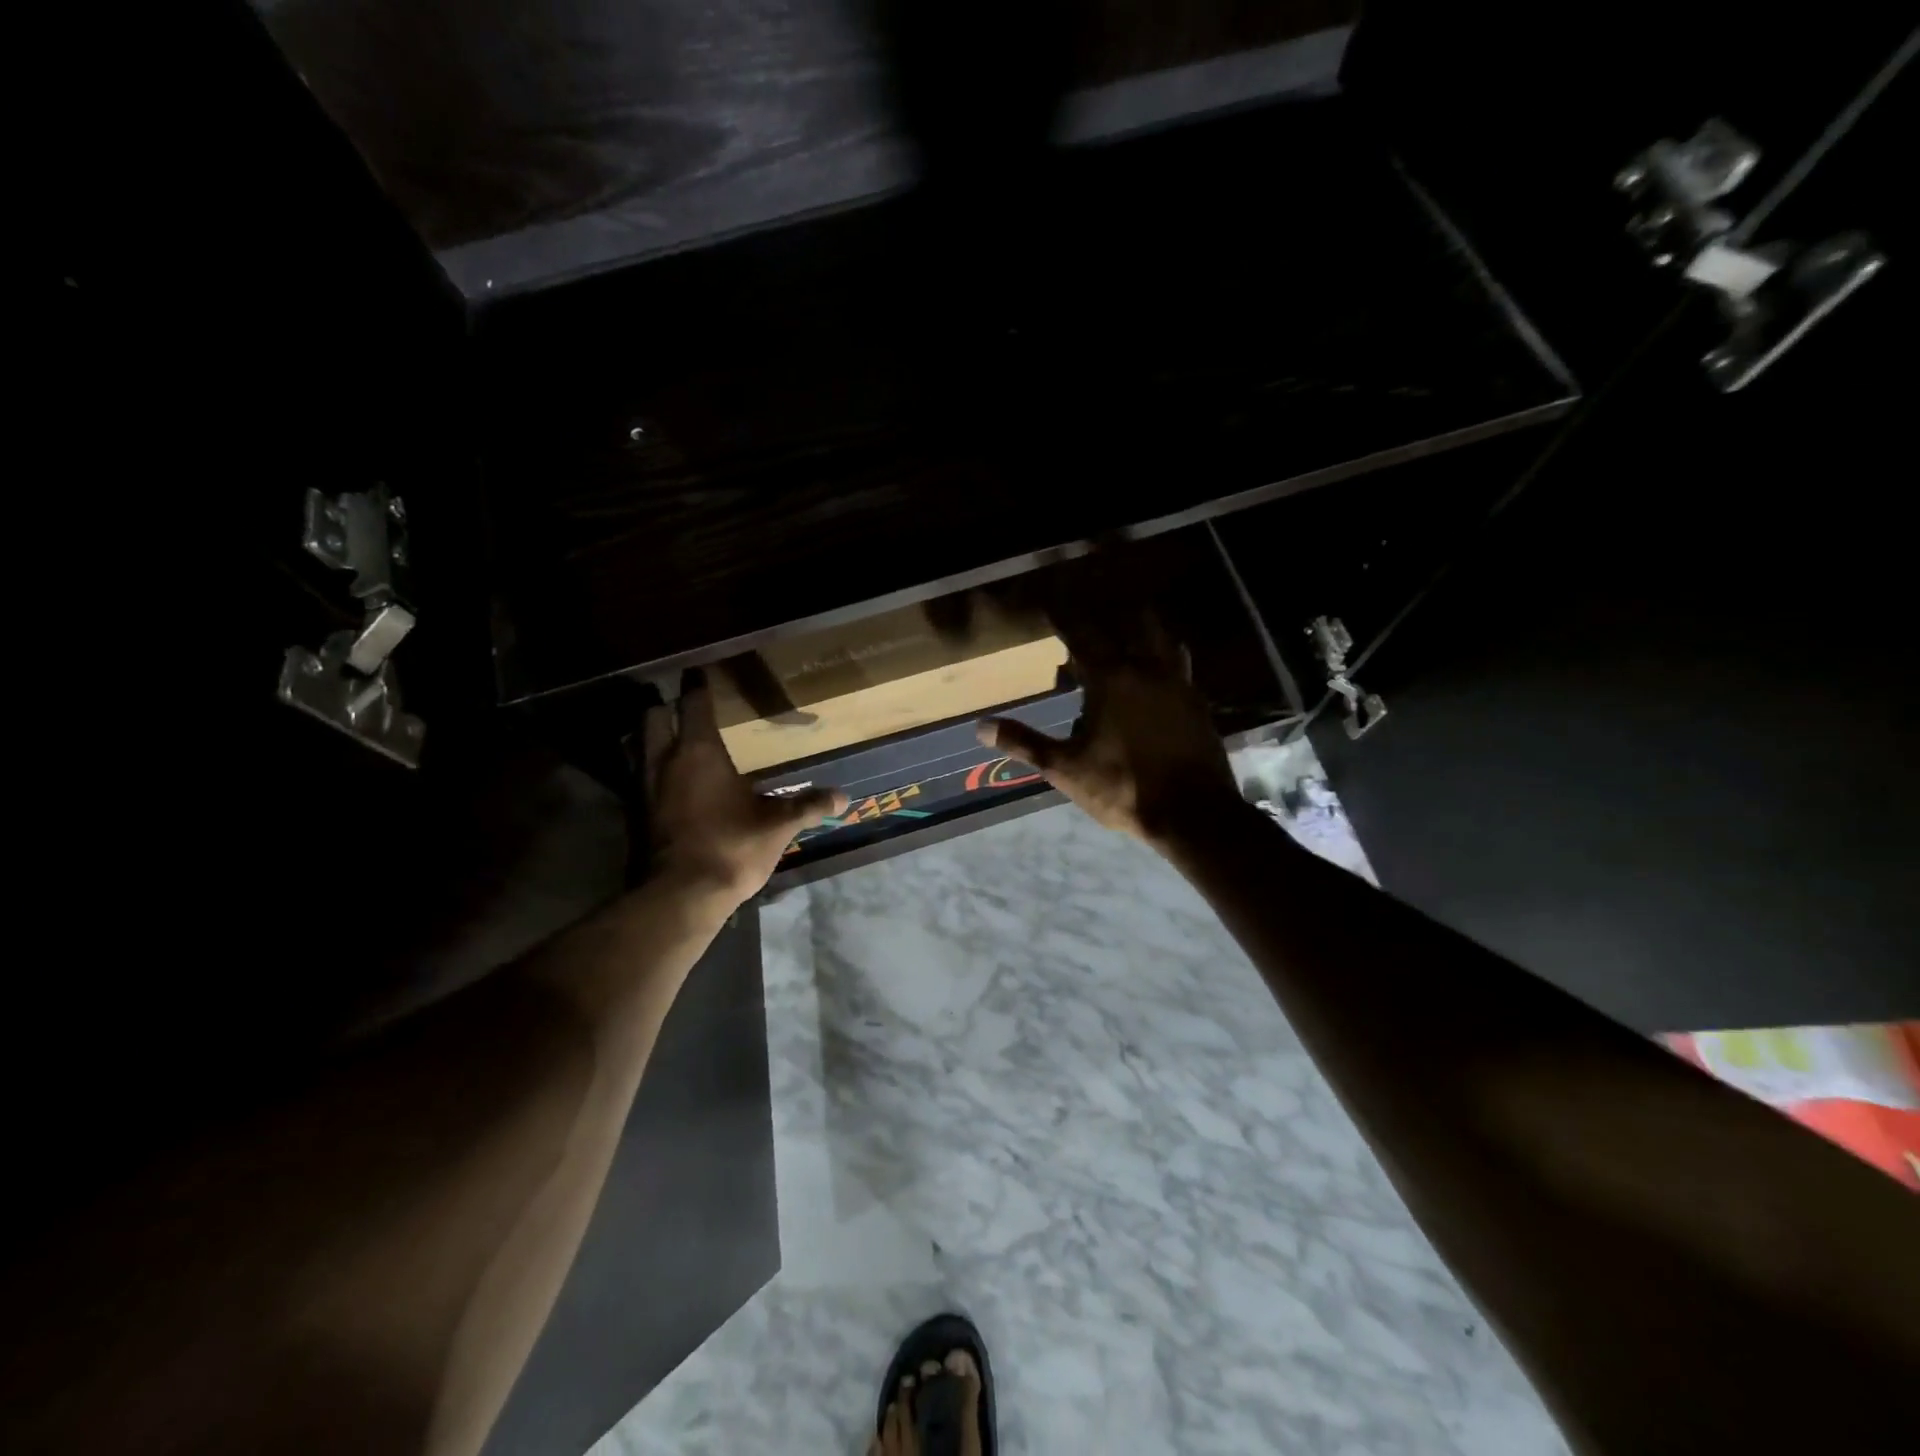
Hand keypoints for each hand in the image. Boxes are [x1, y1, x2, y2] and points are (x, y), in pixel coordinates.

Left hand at [640, 671, 847, 906]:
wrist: (681, 895)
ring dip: (651, 737)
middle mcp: (663, 761)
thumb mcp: (778, 825)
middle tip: (682, 705)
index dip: (696, 685)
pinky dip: (649, 770)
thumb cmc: (732, 846)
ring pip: (637, 746)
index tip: (698, 671)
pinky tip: (669, 782)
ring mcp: (643, 788)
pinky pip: (637, 777)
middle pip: (652, 717)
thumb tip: (843, 797)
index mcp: (698, 752)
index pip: (693, 704)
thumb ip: (808, 805)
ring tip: (671, 739)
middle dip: (664, 706)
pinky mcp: (635, 814)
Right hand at [976, 614, 1245, 845]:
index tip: (1050, 602)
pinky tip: (1155, 682)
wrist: (1192, 813)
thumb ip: (1024, 743)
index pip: (1082, 635)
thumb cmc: (1122, 788)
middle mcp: (1148, 670)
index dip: (1064, 616)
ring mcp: (1179, 685)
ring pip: (1164, 641)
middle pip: (1133, 624)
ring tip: (1129, 641)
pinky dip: (1164, 664)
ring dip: (1145, 634)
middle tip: (1095, 621)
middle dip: (1112, 616)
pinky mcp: (1199, 705)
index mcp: (1112, 679)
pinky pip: (1180, 669)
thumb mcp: (1064, 768)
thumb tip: (981, 727)